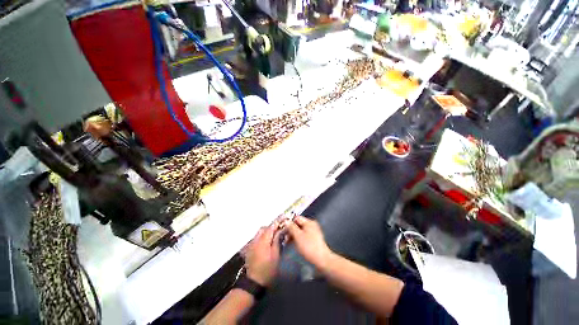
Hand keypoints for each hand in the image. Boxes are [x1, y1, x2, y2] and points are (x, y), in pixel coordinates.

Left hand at [244, 224, 281, 286]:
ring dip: (267, 233)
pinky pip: (256, 240)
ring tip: (276, 236)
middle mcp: (254, 241)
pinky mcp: (249, 251)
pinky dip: (263, 238)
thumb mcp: (276, 256)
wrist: (254, 281)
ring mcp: (250, 246)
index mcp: (262, 241)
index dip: (277, 222)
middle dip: (272, 227)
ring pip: (259, 234)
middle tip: (282, 229)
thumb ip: (277, 242)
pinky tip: (269, 244)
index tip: (285, 218)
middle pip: (263, 229)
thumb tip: (281, 230)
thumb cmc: (268, 270)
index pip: (270, 228)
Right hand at [285, 216, 331, 266]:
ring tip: (287, 242)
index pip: (296, 218)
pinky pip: (302, 236)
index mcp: (309, 223)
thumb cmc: (309, 247)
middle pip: (297, 225)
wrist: (320, 258)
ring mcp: (313, 233)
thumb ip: (291, 227)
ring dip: (292, 236)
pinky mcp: (312, 240)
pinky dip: (297, 239)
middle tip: (284, 237)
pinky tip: (293, 244)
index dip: (288, 222)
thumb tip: (286, 221)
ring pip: (299, 231)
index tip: (282, 228)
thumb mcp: (297, 236)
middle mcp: (312, 226)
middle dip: (290, 230)